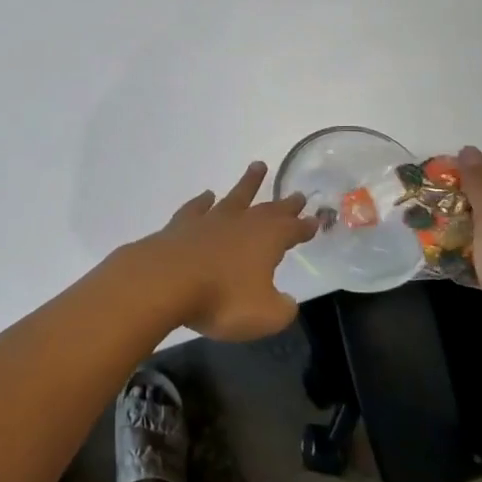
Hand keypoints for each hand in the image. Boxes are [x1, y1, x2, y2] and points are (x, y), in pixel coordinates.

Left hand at [132, 162, 317, 341]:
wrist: (165, 280)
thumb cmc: (222, 299)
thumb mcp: (265, 315)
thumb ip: (281, 308)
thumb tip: (287, 301)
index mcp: (267, 240)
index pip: (292, 230)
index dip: (304, 227)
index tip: (315, 219)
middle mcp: (240, 223)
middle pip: (267, 209)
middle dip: (284, 204)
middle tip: (297, 194)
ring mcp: (209, 221)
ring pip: (234, 197)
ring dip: (248, 183)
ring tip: (258, 166)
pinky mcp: (181, 226)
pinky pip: (197, 208)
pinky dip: (203, 201)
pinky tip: (207, 196)